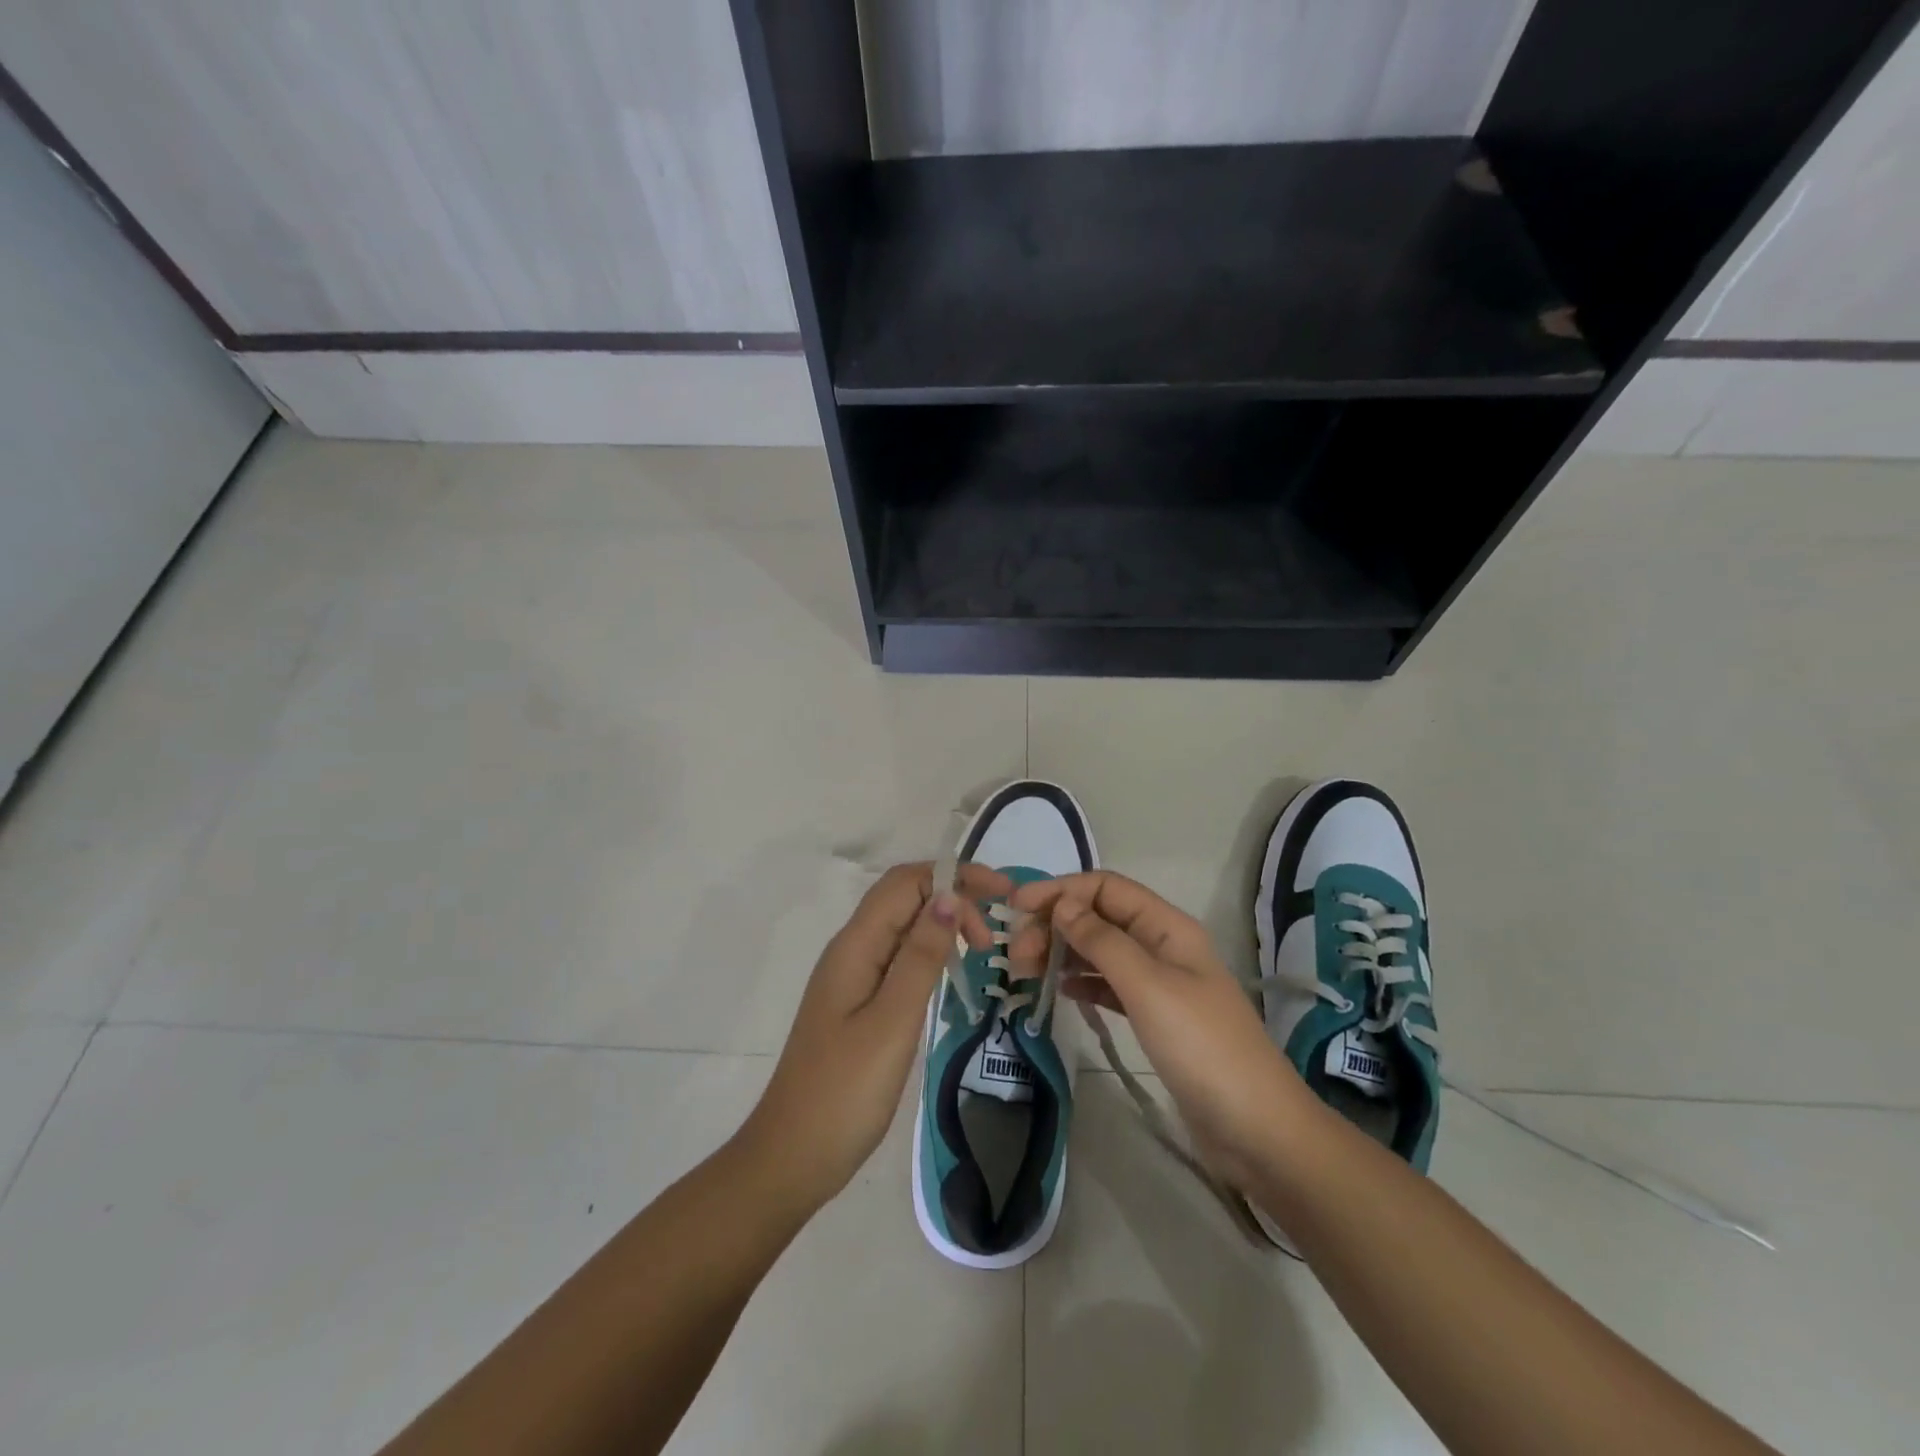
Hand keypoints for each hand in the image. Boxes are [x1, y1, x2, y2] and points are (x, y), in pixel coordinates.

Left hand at [738, 861, 1010, 1212]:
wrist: (793, 1156)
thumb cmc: (844, 1091)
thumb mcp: (891, 1021)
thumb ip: (920, 956)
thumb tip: (949, 896)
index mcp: (855, 945)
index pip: (906, 882)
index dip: (954, 876)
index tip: (1002, 895)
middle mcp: (852, 950)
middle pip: (905, 897)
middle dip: (954, 898)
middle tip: (994, 939)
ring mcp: (852, 976)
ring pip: (903, 927)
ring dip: (944, 924)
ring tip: (982, 951)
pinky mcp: (858, 1003)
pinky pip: (898, 957)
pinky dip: (930, 952)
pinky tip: (950, 975)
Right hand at [1010, 871, 1315, 1187]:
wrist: (1256, 1129)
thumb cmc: (1202, 1047)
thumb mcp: (1148, 987)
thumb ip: (1102, 941)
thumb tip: (1062, 904)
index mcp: (1167, 926)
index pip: (1106, 887)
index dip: (1061, 890)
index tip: (1017, 907)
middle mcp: (1162, 945)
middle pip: (1099, 916)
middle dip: (1055, 924)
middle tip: (1016, 955)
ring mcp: (1159, 982)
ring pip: (1101, 950)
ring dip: (1063, 951)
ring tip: (1025, 970)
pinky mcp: (1154, 1017)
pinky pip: (1108, 984)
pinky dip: (1081, 981)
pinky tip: (1057, 989)